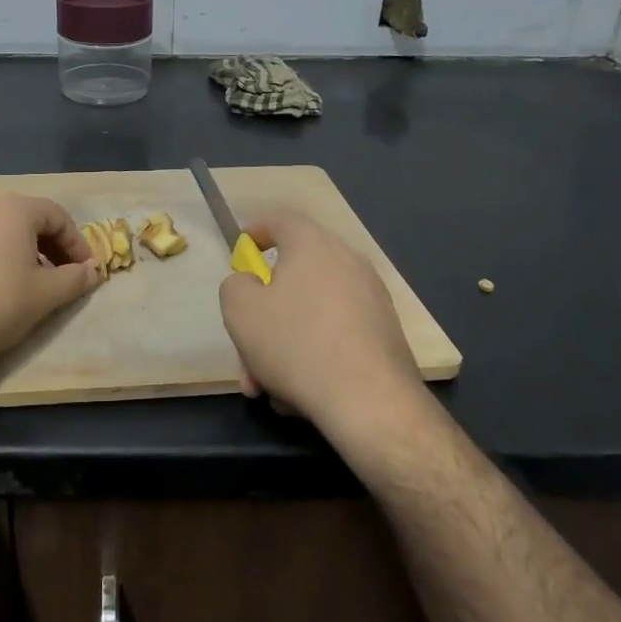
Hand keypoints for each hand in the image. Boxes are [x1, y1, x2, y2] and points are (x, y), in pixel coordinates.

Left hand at [0, 194, 101, 374]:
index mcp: (13, 207)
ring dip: (23, 249)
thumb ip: (76, 278)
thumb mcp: (47, 294)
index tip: (87, 270)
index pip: (57, 215)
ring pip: (0, 228)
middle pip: (27, 217)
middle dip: (51, 245)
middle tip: (63, 274)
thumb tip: (93, 271)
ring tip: (31, 281)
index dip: (77, 243)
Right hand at [219, 212, 424, 434]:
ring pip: (311, 314)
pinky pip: (335, 336)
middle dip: (262, 314)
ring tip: (266, 384)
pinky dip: (312, 356)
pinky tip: (298, 395)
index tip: (241, 251)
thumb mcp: (240, 309)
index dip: (256, 231)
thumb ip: (236, 286)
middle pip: (294, 277)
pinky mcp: (384, 335)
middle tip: (245, 346)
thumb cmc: (295, 343)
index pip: (282, 220)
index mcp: (313, 245)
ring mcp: (372, 300)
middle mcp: (348, 263)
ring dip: (282, 344)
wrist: (369, 401)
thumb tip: (251, 285)